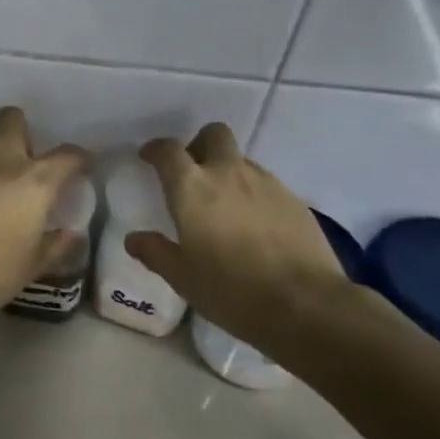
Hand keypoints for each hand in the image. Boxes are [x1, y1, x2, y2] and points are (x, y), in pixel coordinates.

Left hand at [0, 107, 89, 324]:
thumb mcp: (35, 264)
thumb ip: (57, 246)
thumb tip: (72, 235)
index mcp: (34, 181)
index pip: (67, 155)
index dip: (79, 160)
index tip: (80, 170)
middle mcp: (1, 164)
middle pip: (11, 120)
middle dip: (22, 130)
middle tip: (28, 160)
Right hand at [124, 122, 348, 346]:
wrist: (305, 304)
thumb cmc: (230, 290)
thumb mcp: (182, 277)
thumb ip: (155, 252)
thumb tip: (134, 239)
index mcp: (192, 188)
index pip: (168, 151)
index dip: (155, 149)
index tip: (148, 157)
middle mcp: (228, 174)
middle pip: (214, 135)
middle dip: (199, 145)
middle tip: (192, 173)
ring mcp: (266, 184)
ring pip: (241, 160)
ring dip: (227, 171)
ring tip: (223, 205)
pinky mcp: (294, 200)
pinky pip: (266, 184)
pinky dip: (252, 194)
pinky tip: (253, 225)